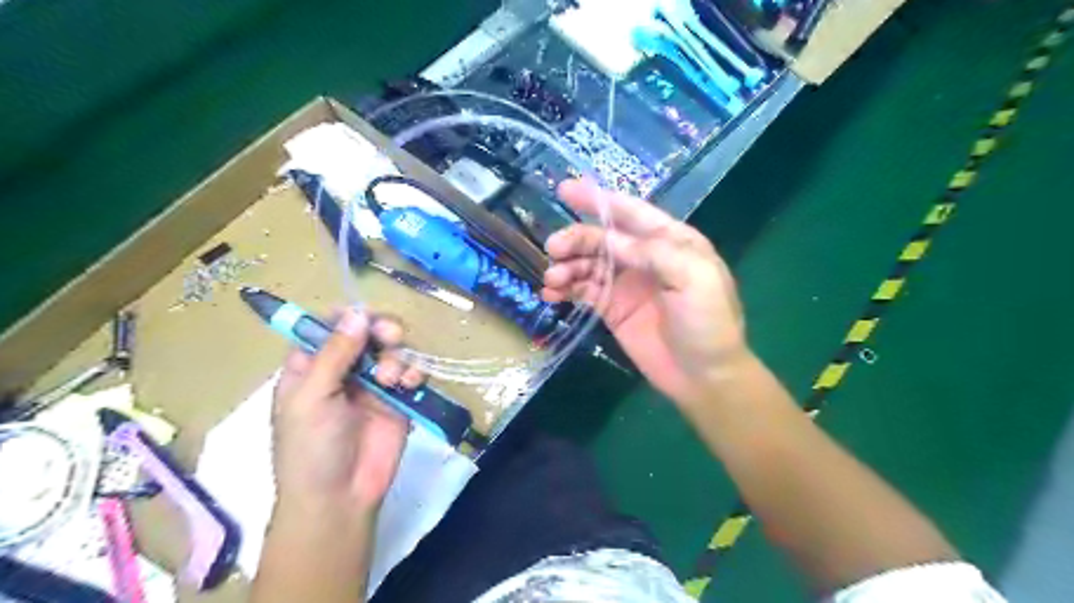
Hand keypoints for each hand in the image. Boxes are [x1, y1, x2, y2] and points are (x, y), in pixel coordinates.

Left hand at [271, 310, 420, 517]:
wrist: (340, 498)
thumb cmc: (310, 448)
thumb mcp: (312, 398)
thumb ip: (335, 354)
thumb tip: (357, 313)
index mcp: (311, 367)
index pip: (327, 326)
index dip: (346, 316)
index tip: (363, 316)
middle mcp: (343, 369)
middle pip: (366, 332)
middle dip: (380, 330)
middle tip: (390, 336)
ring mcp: (373, 384)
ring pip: (393, 349)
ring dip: (398, 355)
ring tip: (393, 378)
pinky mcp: (399, 399)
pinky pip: (412, 372)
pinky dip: (414, 372)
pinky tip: (409, 384)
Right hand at [545, 179, 748, 405]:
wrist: (704, 377)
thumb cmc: (708, 323)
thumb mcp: (693, 278)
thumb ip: (653, 252)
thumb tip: (610, 239)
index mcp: (670, 241)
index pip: (630, 213)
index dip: (598, 199)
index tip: (564, 189)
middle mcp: (645, 257)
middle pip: (602, 238)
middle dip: (576, 238)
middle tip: (553, 248)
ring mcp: (626, 283)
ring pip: (588, 263)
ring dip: (567, 266)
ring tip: (552, 279)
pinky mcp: (612, 308)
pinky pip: (583, 290)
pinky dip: (565, 289)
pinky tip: (551, 293)